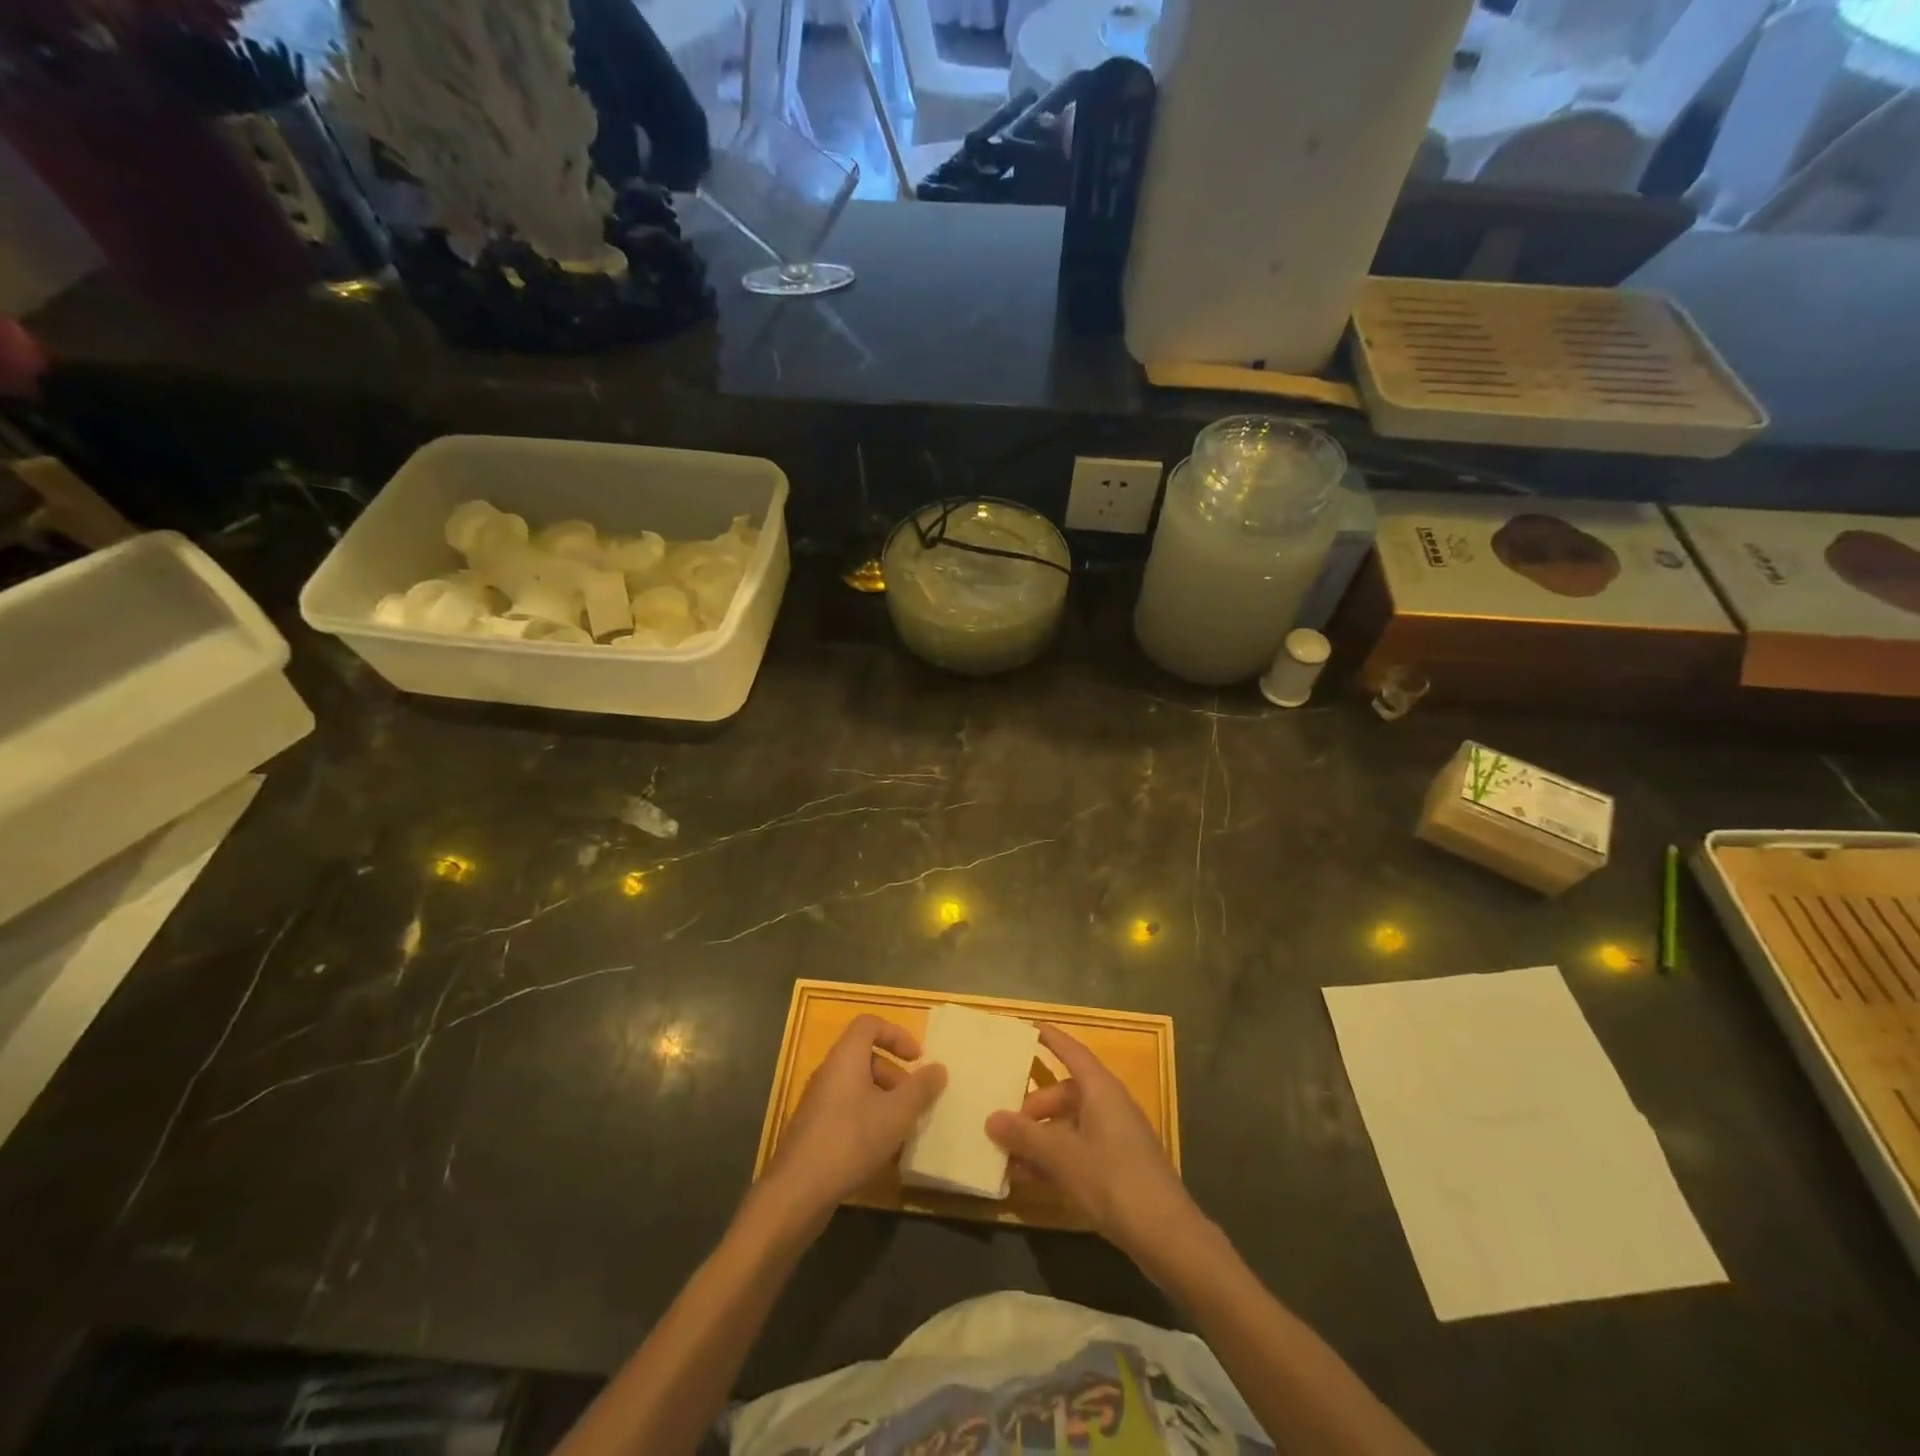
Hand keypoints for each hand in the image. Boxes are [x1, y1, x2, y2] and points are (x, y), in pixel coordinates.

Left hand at [762, 1015, 946, 1225]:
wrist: (797, 1191)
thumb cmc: (851, 1139)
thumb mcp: (897, 1113)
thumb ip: (921, 1088)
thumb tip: (939, 1068)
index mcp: (846, 1056)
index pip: (870, 1024)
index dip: (897, 1034)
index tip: (917, 1058)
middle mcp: (829, 1071)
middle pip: (865, 1056)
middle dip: (894, 1074)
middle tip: (913, 1101)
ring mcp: (817, 1101)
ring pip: (857, 1086)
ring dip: (883, 1100)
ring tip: (902, 1129)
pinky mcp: (813, 1128)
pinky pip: (846, 1110)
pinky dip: (867, 1119)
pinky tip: (881, 1151)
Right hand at [986, 1025, 1200, 1264]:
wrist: (1167, 1234)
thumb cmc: (1113, 1180)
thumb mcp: (1062, 1156)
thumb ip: (1025, 1136)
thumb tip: (991, 1118)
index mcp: (1101, 1089)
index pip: (1072, 1051)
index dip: (1050, 1038)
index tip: (1028, 1026)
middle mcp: (1109, 1105)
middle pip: (1065, 1092)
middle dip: (1033, 1108)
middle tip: (1005, 1126)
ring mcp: (1116, 1136)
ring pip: (1070, 1124)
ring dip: (1040, 1138)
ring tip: (1009, 1157)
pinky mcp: (1119, 1165)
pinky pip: (1079, 1148)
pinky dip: (1056, 1157)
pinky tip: (1032, 1179)